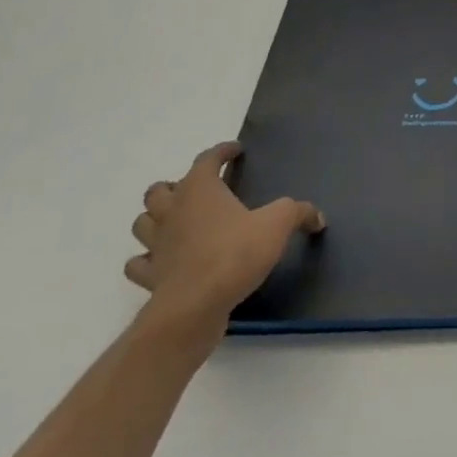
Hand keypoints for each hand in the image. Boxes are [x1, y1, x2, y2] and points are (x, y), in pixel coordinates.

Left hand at [125, 142, 324, 335]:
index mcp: (200, 190)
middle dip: (177, 185)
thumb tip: (317, 217)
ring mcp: (156, 245)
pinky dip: (147, 259)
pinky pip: (139, 264)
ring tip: (177, 221)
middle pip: (159, 190)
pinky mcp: (150, 276)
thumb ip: (298, 213)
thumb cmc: (235, 253)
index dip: (222, 152)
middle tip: (200, 191)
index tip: (235, 151)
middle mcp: (172, 212)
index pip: (207, 160)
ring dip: (156, 218)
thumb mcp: (278, 224)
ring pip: (143, 222)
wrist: (195, 306)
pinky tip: (162, 260)